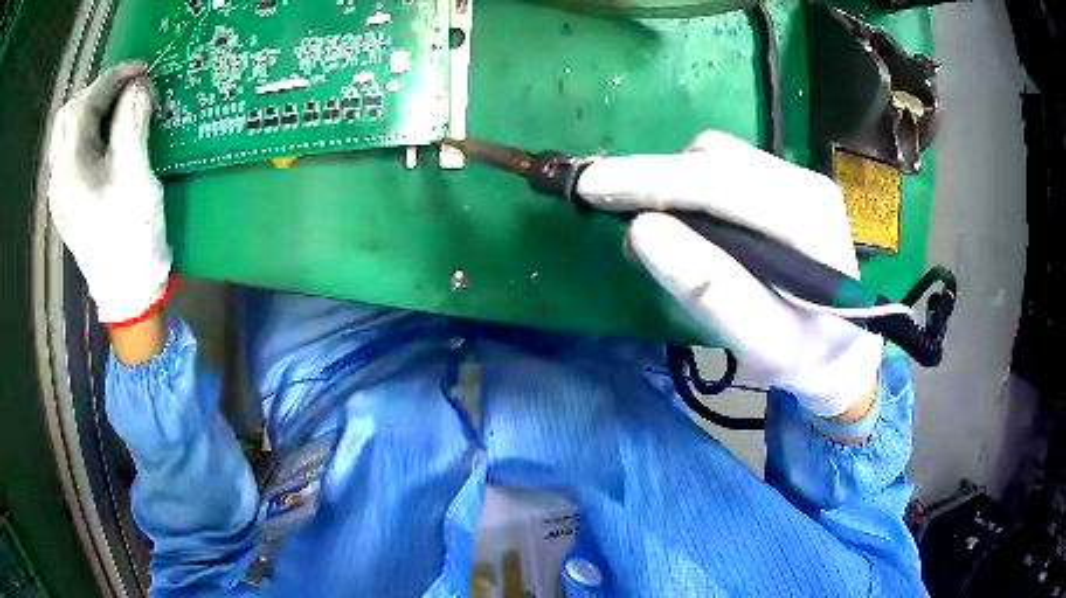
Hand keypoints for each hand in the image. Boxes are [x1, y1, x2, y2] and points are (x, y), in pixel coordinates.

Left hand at [47, 61, 171, 324]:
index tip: (145, 69)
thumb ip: (133, 121)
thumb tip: (138, 86)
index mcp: (72, 167)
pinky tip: (100, 139)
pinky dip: (83, 132)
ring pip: (64, 132)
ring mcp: (58, 192)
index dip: (116, 76)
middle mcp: (58, 176)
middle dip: (99, 90)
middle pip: (70, 113)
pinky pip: (66, 152)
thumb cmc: (132, 235)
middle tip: (127, 90)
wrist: (127, 291)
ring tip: (114, 109)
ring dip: (89, 109)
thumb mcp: (137, 174)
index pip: (88, 101)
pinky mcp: (64, 202)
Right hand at [578, 131, 881, 419]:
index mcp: (810, 222)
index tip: (591, 187)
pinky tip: (682, 220)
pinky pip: (724, 167)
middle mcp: (806, 183)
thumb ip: (710, 289)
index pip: (721, 183)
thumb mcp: (762, 342)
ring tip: (649, 227)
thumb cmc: (805, 356)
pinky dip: (688, 185)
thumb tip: (640, 230)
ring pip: (716, 156)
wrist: (843, 350)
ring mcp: (798, 177)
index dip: (650, 180)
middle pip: (714, 157)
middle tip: (607, 207)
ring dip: (670, 181)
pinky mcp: (786, 182)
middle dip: (653, 177)